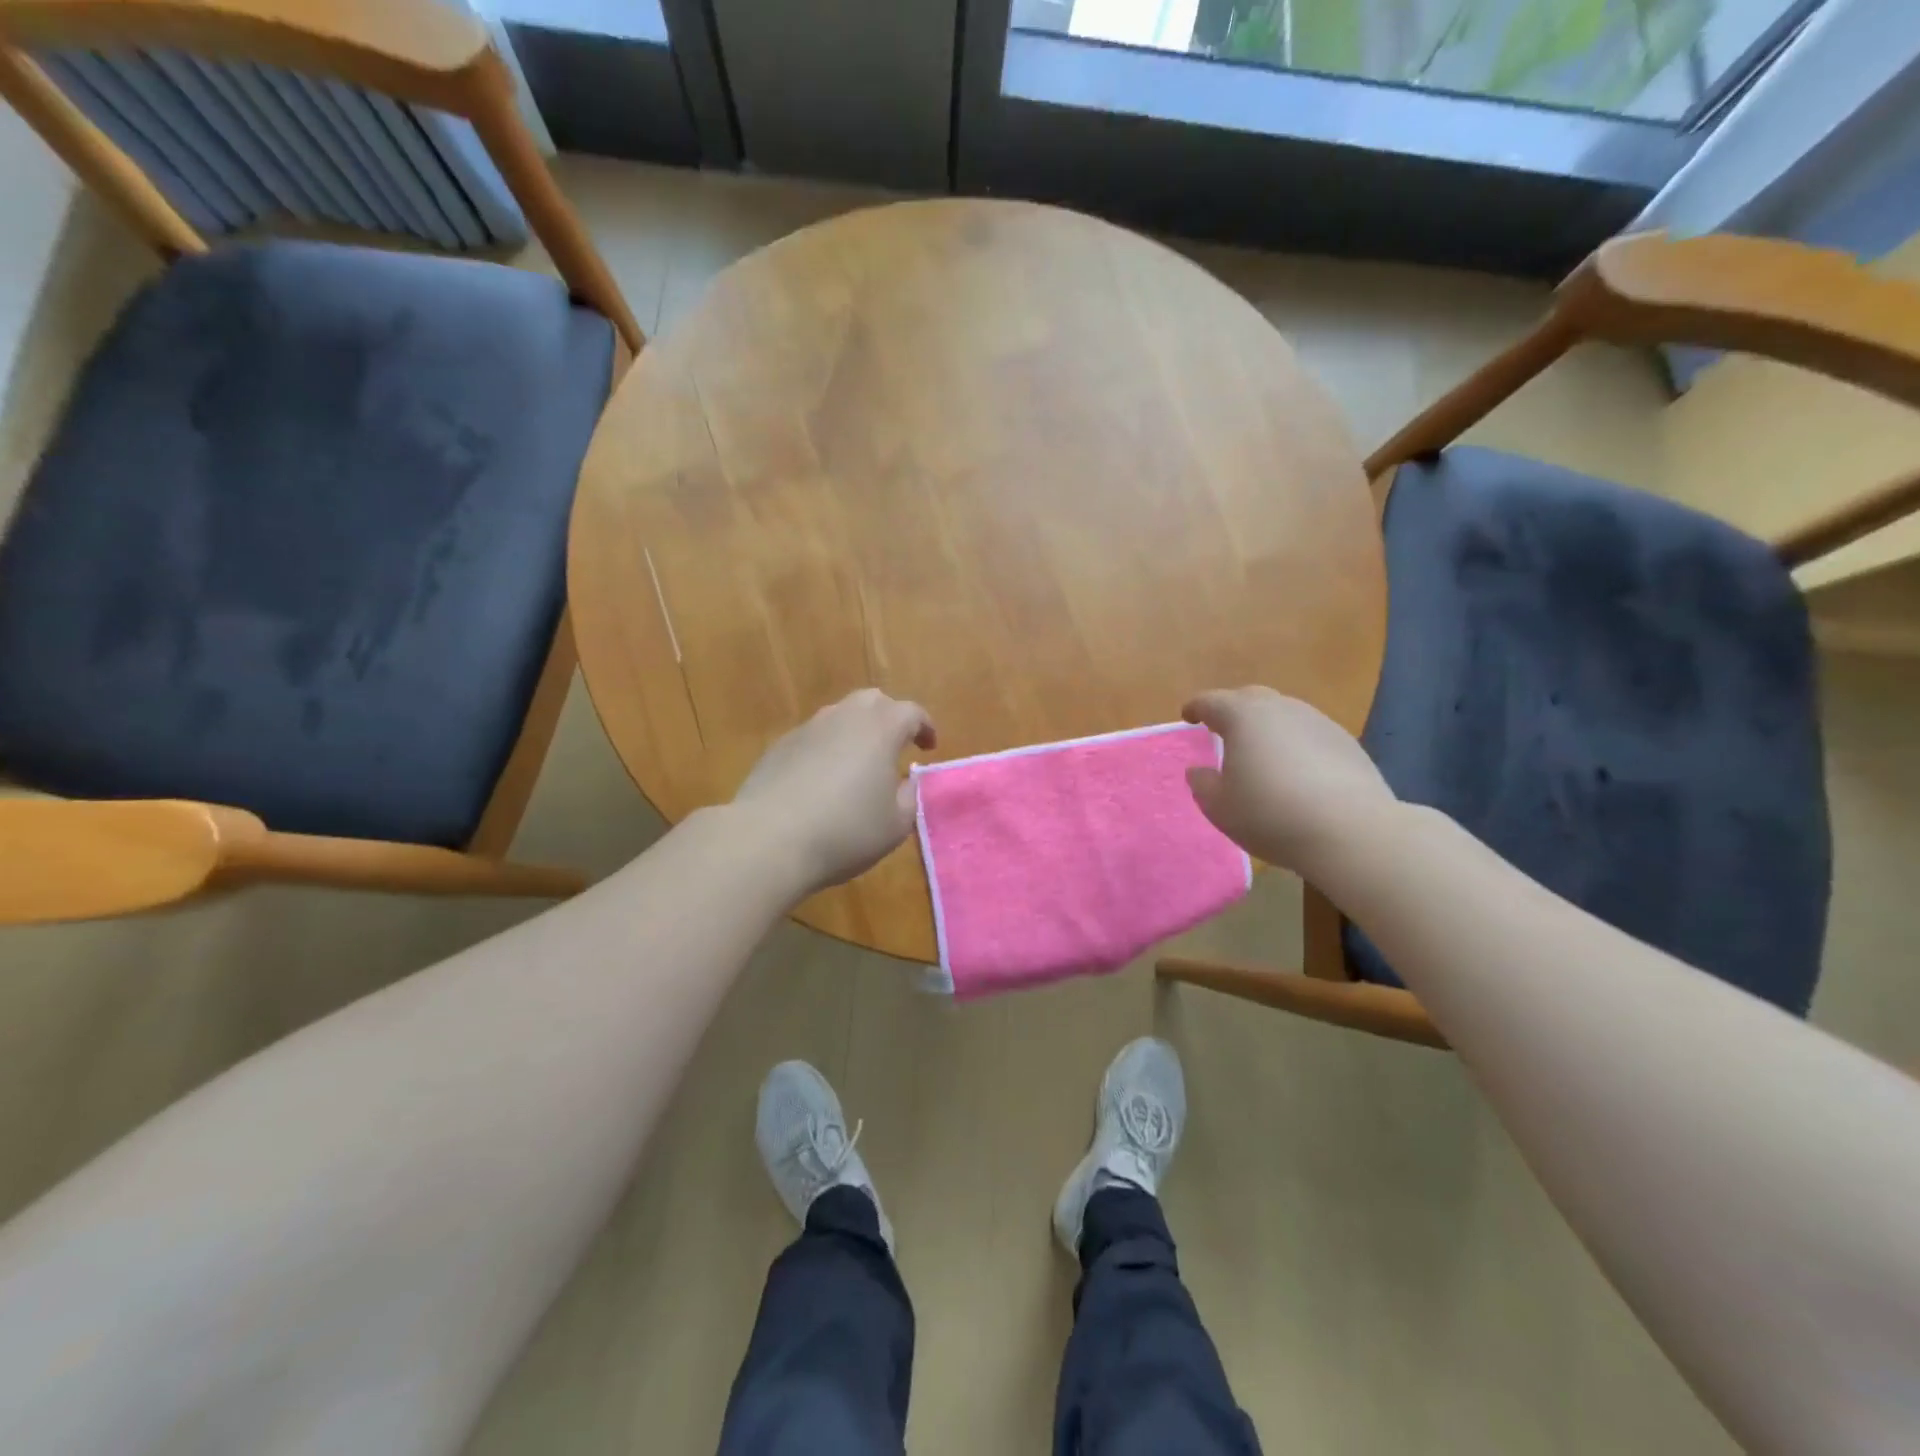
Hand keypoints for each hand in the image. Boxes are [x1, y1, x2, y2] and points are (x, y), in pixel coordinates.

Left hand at [732, 689, 936, 900]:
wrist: (768, 839)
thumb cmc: (845, 832)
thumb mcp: (896, 824)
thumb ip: (909, 796)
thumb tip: (905, 780)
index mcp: (881, 729)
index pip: (911, 712)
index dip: (925, 727)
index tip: (929, 746)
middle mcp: (844, 717)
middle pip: (873, 701)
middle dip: (889, 717)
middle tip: (896, 745)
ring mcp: (808, 729)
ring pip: (839, 716)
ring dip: (856, 731)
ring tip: (859, 763)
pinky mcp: (779, 746)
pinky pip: (813, 737)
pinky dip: (827, 748)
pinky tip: (823, 779)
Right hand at [1182, 687, 1395, 876]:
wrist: (1350, 830)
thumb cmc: (1270, 814)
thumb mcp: (1220, 807)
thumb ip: (1203, 784)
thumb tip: (1199, 771)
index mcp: (1243, 717)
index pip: (1211, 701)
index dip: (1196, 708)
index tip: (1188, 716)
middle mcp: (1281, 708)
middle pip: (1251, 698)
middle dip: (1233, 710)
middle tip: (1223, 730)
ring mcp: (1318, 722)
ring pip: (1284, 714)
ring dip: (1267, 727)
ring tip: (1261, 753)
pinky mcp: (1347, 743)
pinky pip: (1309, 735)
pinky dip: (1295, 744)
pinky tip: (1296, 772)